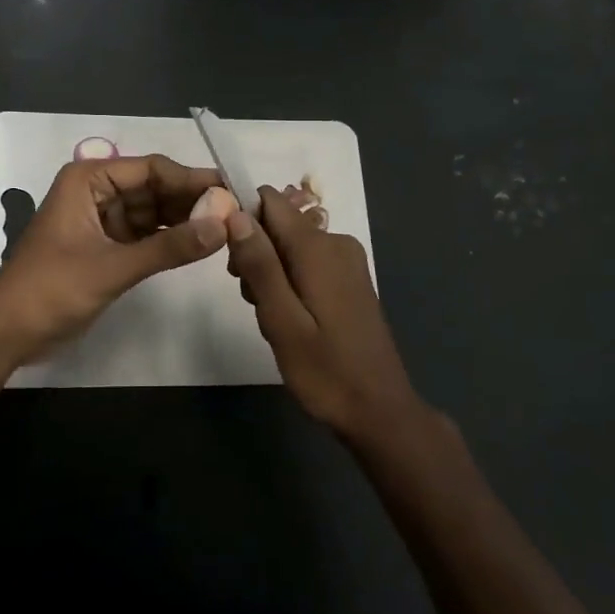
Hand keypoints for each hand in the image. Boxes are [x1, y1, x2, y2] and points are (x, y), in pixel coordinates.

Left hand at [0, 153, 228, 365]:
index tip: (232, 191)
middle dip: (191, 200)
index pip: (151, 169)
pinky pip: (145, 234)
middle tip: (236, 212)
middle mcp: (97, 190)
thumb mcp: (113, 267)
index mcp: (89, 179)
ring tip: (226, 228)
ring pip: (152, 211)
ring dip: (184, 219)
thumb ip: (169, 248)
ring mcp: (101, 219)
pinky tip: (199, 244)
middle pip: (155, 188)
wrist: (7, 333)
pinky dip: (169, 239)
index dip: (192, 179)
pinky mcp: (105, 246)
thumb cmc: (52, 289)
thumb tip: (223, 225)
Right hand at [226, 186, 427, 442]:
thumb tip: (236, 213)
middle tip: (254, 302)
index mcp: (318, 247)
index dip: (243, 220)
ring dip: (271, 273)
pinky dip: (291, 281)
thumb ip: (259, 265)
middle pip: (278, 224)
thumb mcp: (282, 321)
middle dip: (255, 254)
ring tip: (275, 319)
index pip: (270, 201)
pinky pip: (308, 261)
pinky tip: (293, 320)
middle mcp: (335, 242)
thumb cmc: (326, 371)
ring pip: (290, 245)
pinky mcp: (350, 279)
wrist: (380, 412)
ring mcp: (347, 260)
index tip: (234, 261)